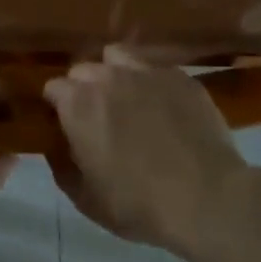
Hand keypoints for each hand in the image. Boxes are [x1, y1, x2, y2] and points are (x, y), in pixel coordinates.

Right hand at [44, 47, 251, 255]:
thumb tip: (55, 149)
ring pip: (117, 57)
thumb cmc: (140, 205)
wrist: (207, 198)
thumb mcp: (88, 200)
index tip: (66, 125)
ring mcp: (145, 70)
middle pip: (83, 69)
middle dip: (84, 88)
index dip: (58, 106)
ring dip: (114, 73)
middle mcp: (107, 77)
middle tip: (98, 117)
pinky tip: (162, 103)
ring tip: (127, 98)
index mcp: (78, 104)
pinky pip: (154, 66)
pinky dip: (150, 79)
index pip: (53, 88)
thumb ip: (62, 168)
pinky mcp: (178, 75)